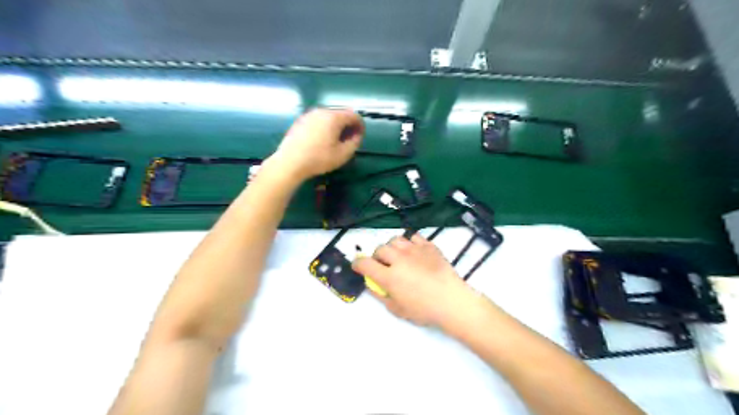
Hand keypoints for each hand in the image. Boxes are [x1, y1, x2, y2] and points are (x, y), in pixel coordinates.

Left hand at [271, 109, 364, 181]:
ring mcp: (309, 115)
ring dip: (336, 126)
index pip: (353, 115)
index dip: (360, 125)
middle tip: (349, 139)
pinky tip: (321, 141)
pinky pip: (318, 121)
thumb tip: (357, 135)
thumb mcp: (342, 154)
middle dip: (348, 125)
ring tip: (335, 141)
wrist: (290, 162)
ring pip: (328, 117)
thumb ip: (354, 143)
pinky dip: (324, 127)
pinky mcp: (300, 121)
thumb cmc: (319, 159)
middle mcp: (321, 111)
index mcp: (334, 117)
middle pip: (340, 114)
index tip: (360, 136)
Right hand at [352, 233, 485, 329]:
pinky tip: (414, 253)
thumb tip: (372, 284)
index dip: (357, 264)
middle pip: (380, 249)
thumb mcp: (397, 309)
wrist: (452, 301)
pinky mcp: (429, 246)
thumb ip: (381, 295)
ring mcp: (415, 250)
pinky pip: (413, 237)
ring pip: (395, 240)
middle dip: (378, 257)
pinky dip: (410, 243)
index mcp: (389, 276)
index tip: (358, 266)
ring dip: (392, 248)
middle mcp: (399, 259)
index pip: (365, 263)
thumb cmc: (424, 310)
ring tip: (398, 257)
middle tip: (383, 266)